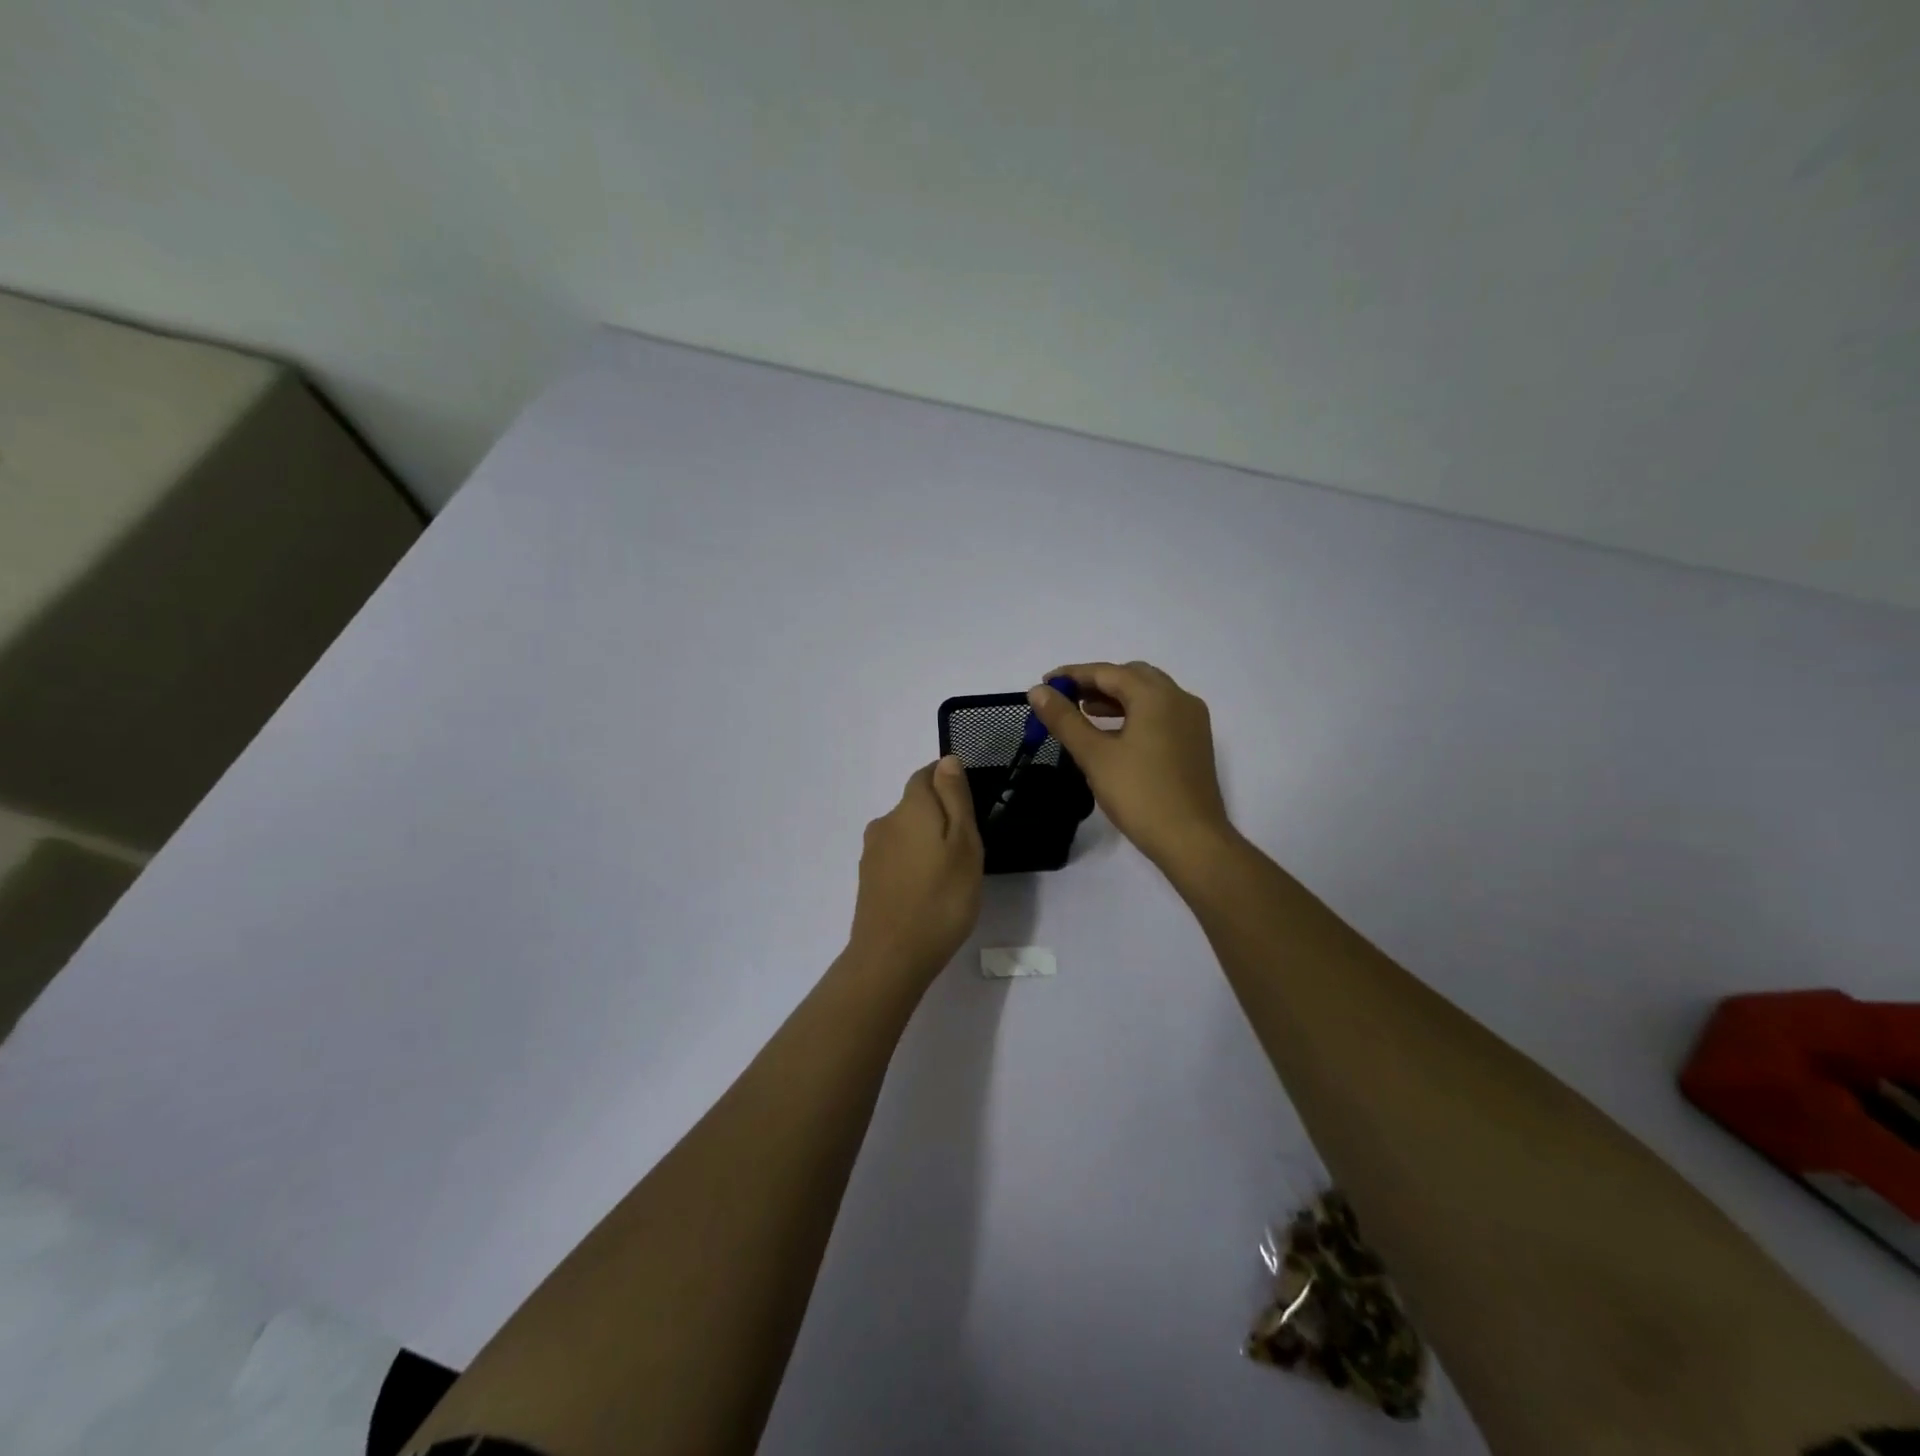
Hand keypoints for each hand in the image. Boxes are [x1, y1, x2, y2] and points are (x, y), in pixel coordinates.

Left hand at [847, 757, 983, 982]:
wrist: (891, 957)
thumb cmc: (941, 899)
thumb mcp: (964, 844)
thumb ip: (955, 798)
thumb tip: (947, 760)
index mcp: (910, 808)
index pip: (925, 775)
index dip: (947, 781)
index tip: (969, 805)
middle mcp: (885, 822)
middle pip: (915, 804)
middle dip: (939, 815)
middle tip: (967, 848)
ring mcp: (872, 852)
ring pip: (905, 832)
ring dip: (925, 841)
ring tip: (949, 873)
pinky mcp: (867, 879)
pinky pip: (895, 857)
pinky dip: (912, 863)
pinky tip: (927, 889)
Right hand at [1026, 661, 1233, 869]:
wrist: (1192, 839)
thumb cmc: (1139, 794)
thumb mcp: (1094, 755)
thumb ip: (1064, 719)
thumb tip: (1038, 691)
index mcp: (1156, 696)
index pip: (1108, 672)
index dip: (1073, 675)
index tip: (1045, 684)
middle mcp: (1179, 699)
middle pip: (1132, 677)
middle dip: (1097, 682)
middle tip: (1066, 699)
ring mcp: (1192, 721)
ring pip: (1149, 696)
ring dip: (1116, 698)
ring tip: (1084, 713)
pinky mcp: (1195, 743)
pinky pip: (1160, 714)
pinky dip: (1134, 714)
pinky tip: (1114, 736)